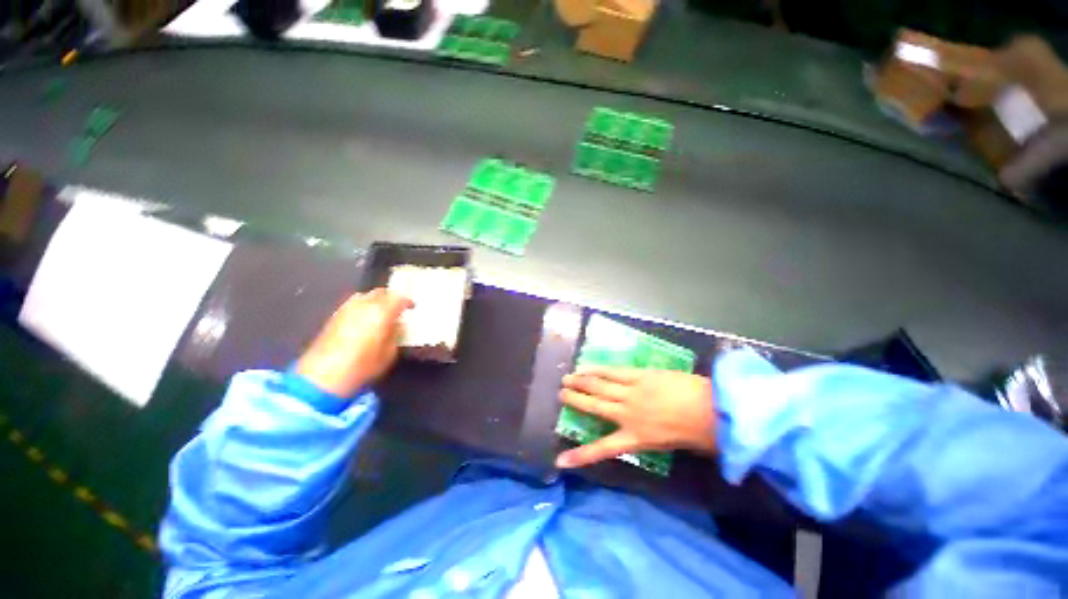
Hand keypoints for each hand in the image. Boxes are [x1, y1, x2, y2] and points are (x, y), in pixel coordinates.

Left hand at [296, 289, 413, 396]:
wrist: (322, 376)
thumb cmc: (363, 365)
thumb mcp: (390, 353)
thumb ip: (396, 334)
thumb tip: (397, 325)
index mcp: (382, 311)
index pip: (399, 298)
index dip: (407, 301)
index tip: (412, 307)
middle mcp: (364, 304)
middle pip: (381, 292)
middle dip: (391, 297)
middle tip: (397, 307)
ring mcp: (346, 308)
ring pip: (365, 296)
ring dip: (376, 300)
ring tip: (381, 312)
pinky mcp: (334, 316)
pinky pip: (353, 304)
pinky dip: (363, 307)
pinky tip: (364, 319)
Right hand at [556, 367, 716, 468]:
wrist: (713, 410)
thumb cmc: (698, 434)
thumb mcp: (672, 444)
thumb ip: (653, 437)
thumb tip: (646, 431)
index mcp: (635, 438)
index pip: (601, 449)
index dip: (579, 456)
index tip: (560, 461)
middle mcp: (627, 414)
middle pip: (594, 406)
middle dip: (574, 400)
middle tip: (561, 394)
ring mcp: (632, 393)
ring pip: (600, 386)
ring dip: (582, 381)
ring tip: (568, 378)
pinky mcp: (639, 376)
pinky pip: (614, 372)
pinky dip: (598, 369)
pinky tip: (588, 367)